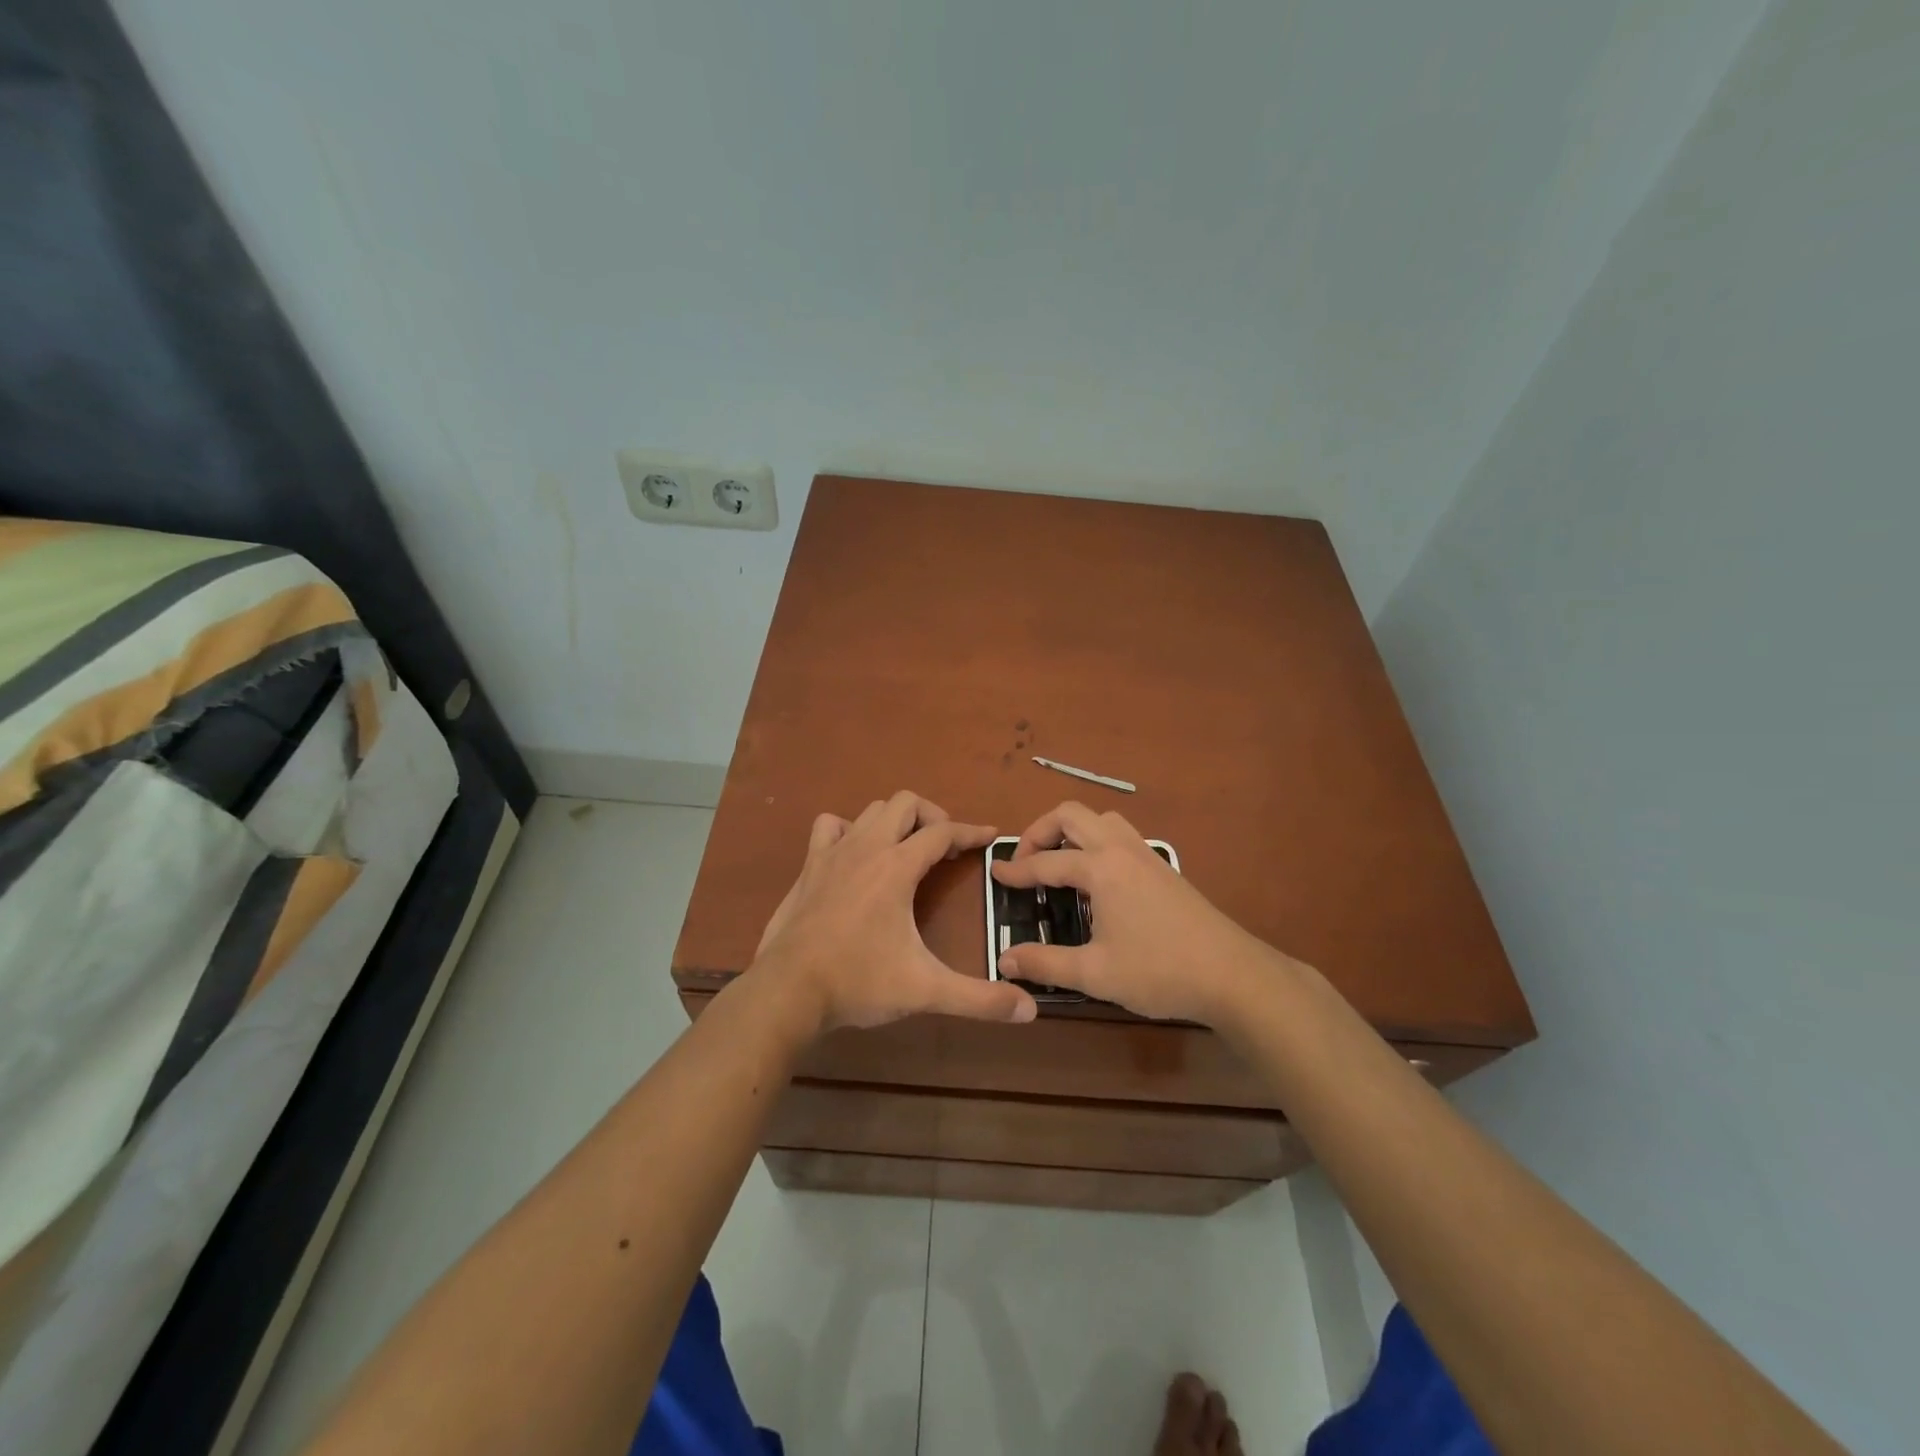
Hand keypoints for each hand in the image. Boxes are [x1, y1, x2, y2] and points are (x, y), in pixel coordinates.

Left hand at [751, 791, 1037, 1034]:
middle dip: (932, 817)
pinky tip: (856, 856)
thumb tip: (1029, 1009)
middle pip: (905, 803)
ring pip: (870, 810)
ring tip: (907, 849)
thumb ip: (979, 999)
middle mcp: (866, 848)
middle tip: (946, 847)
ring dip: (894, 821)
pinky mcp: (809, 867)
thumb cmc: (858, 982)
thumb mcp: (925, 991)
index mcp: (897, 867)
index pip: (943, 833)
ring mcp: (833, 853)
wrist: (787, 991)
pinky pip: (830, 827)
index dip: (972, 831)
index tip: (992, 836)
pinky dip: (849, 830)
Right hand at [991, 801, 1280, 1024]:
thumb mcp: (1095, 973)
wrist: (1231, 974)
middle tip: (1026, 862)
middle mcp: (1121, 849)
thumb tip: (1006, 960)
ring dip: (1072, 830)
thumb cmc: (1159, 971)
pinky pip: (1120, 835)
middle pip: (1071, 815)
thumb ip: (1045, 963)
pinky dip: (1096, 841)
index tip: (994, 873)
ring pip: (1101, 819)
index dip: (1016, 869)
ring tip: (1059, 863)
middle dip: (1040, 831)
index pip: (1046, 861)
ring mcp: (1146, 854)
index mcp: (1101, 868)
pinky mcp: (1162, 867)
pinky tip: (1096, 879)